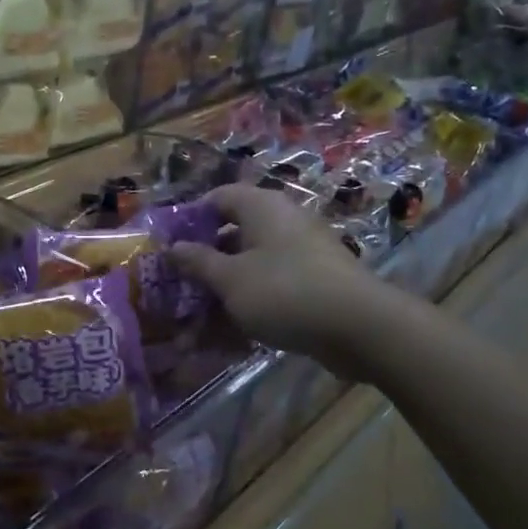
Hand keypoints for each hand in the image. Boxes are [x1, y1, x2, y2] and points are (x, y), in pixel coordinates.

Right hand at [171, 184, 403, 373]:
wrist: (359, 327)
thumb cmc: (284, 292)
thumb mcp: (230, 279)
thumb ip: (197, 262)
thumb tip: (171, 247)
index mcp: (261, 207)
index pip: (216, 198)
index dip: (189, 219)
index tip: (167, 247)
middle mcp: (282, 221)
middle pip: (232, 232)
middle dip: (204, 261)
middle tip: (179, 286)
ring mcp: (301, 251)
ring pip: (250, 264)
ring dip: (224, 288)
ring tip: (199, 319)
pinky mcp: (314, 280)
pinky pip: (271, 284)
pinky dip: (250, 301)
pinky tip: (233, 330)